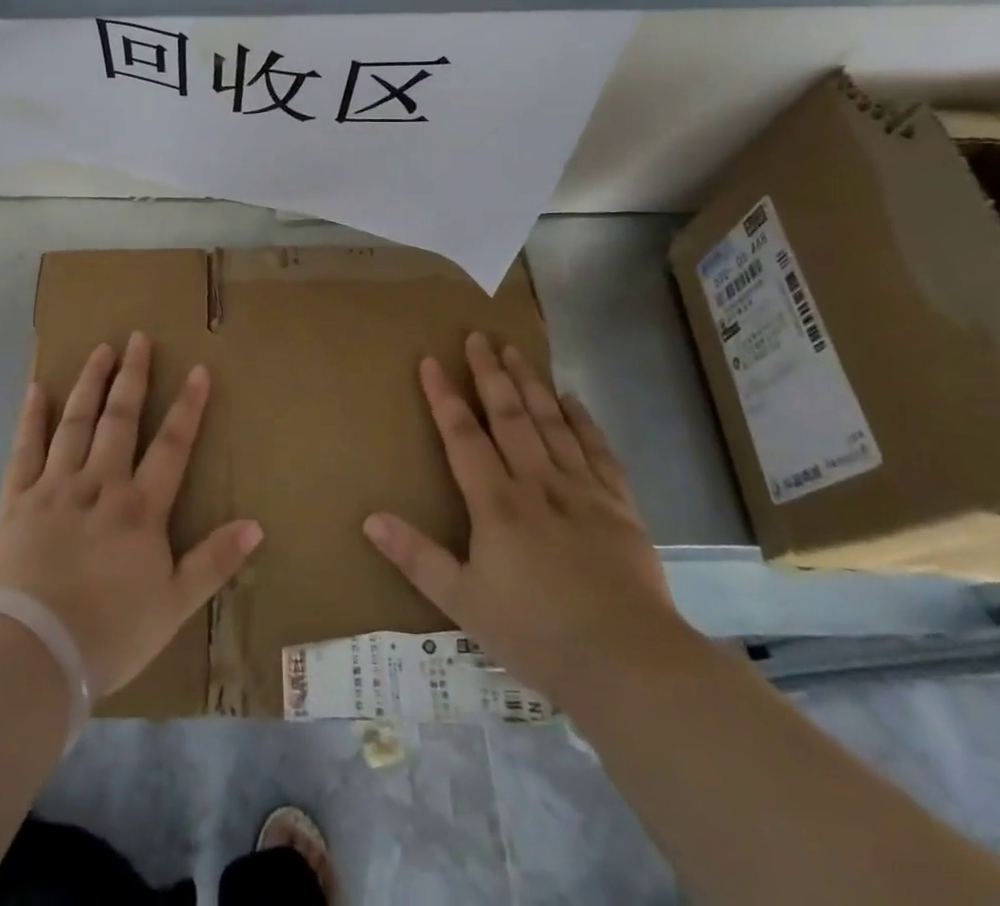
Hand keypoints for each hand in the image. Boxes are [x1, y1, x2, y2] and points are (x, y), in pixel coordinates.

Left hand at [0, 333, 263, 697]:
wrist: (34, 653)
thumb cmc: (111, 632)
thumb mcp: (175, 604)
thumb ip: (214, 561)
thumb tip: (257, 524)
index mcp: (140, 507)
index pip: (172, 445)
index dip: (187, 406)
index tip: (197, 368)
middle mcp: (100, 484)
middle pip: (120, 419)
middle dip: (132, 376)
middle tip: (138, 337)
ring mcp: (55, 487)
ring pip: (75, 423)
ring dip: (89, 384)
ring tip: (100, 350)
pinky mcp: (17, 499)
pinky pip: (24, 449)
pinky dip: (31, 418)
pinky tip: (36, 390)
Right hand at [363, 333, 682, 702]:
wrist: (630, 664)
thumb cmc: (537, 634)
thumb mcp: (463, 603)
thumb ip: (416, 557)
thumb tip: (369, 518)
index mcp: (496, 504)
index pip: (463, 435)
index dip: (444, 396)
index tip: (431, 359)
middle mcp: (538, 483)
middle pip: (509, 415)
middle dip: (490, 373)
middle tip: (478, 336)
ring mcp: (582, 491)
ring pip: (552, 423)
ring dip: (531, 383)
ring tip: (516, 350)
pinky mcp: (620, 506)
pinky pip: (598, 451)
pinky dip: (583, 421)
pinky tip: (572, 399)